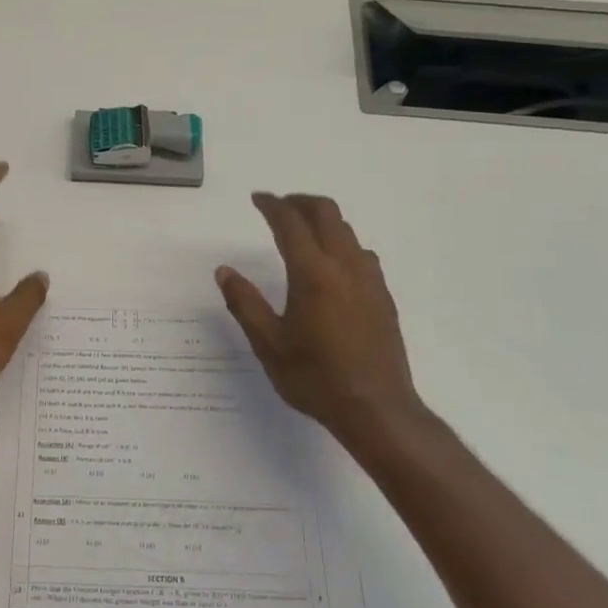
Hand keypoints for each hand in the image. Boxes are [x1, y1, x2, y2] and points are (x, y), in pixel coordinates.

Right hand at [216, 193, 433, 463]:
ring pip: (347, 231)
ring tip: (301, 232)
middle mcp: (345, 267)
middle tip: (278, 207)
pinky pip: (361, 253)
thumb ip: (244, 303)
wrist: (376, 409)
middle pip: (326, 214)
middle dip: (300, 202)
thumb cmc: (315, 378)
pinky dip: (341, 242)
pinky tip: (330, 265)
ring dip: (322, 221)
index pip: (290, 224)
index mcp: (313, 274)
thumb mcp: (268, 344)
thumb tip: (224, 271)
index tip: (257, 198)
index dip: (272, 205)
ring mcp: (369, 280)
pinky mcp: (383, 296)